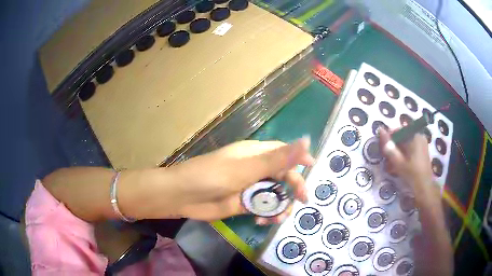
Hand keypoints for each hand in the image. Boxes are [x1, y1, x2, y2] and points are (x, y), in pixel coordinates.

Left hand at [169, 138, 313, 222]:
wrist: (183, 196)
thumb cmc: (213, 176)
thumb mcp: (248, 168)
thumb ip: (278, 159)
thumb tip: (306, 140)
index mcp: (255, 154)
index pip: (283, 152)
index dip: (299, 158)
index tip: (313, 167)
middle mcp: (254, 169)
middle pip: (282, 175)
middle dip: (293, 187)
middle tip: (301, 199)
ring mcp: (249, 187)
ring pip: (274, 194)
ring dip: (280, 205)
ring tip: (277, 217)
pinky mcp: (243, 203)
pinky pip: (263, 207)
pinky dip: (267, 214)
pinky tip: (262, 221)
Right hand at [378, 128, 453, 274]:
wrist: (426, 194)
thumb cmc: (414, 177)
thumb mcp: (399, 162)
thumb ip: (389, 147)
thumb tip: (379, 131)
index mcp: (415, 136)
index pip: (399, 129)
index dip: (389, 136)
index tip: (382, 147)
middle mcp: (420, 138)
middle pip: (402, 137)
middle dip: (393, 147)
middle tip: (387, 159)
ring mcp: (421, 147)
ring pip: (405, 145)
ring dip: (397, 153)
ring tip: (392, 166)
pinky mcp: (421, 155)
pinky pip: (409, 152)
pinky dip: (402, 158)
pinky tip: (398, 168)